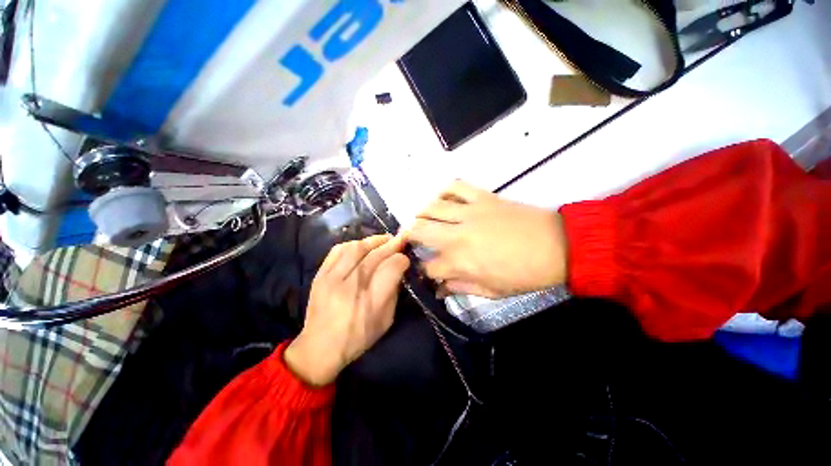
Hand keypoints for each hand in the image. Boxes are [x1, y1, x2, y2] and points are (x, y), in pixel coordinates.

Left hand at [284, 235, 409, 386]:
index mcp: (371, 302)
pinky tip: (362, 245)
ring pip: (356, 248)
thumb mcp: (386, 321)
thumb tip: (398, 269)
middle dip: (392, 245)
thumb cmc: (358, 338)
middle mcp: (351, 286)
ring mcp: (332, 279)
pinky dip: (353, 244)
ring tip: (384, 240)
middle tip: (400, 240)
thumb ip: (394, 292)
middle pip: (375, 255)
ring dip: (374, 240)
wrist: (319, 348)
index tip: (405, 258)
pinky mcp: (319, 275)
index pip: (391, 268)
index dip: (402, 259)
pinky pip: (337, 250)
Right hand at [405, 180, 566, 298]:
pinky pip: (455, 187)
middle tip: (411, 240)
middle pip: (419, 231)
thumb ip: (461, 288)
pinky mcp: (482, 197)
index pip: (429, 267)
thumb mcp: (492, 291)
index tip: (425, 271)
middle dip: (409, 236)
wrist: (558, 246)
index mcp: (461, 263)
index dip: (423, 272)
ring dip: (421, 214)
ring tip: (422, 219)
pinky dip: (444, 191)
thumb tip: (440, 289)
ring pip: (431, 207)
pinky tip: (442, 199)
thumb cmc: (525, 274)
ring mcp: (469, 213)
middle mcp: (457, 236)